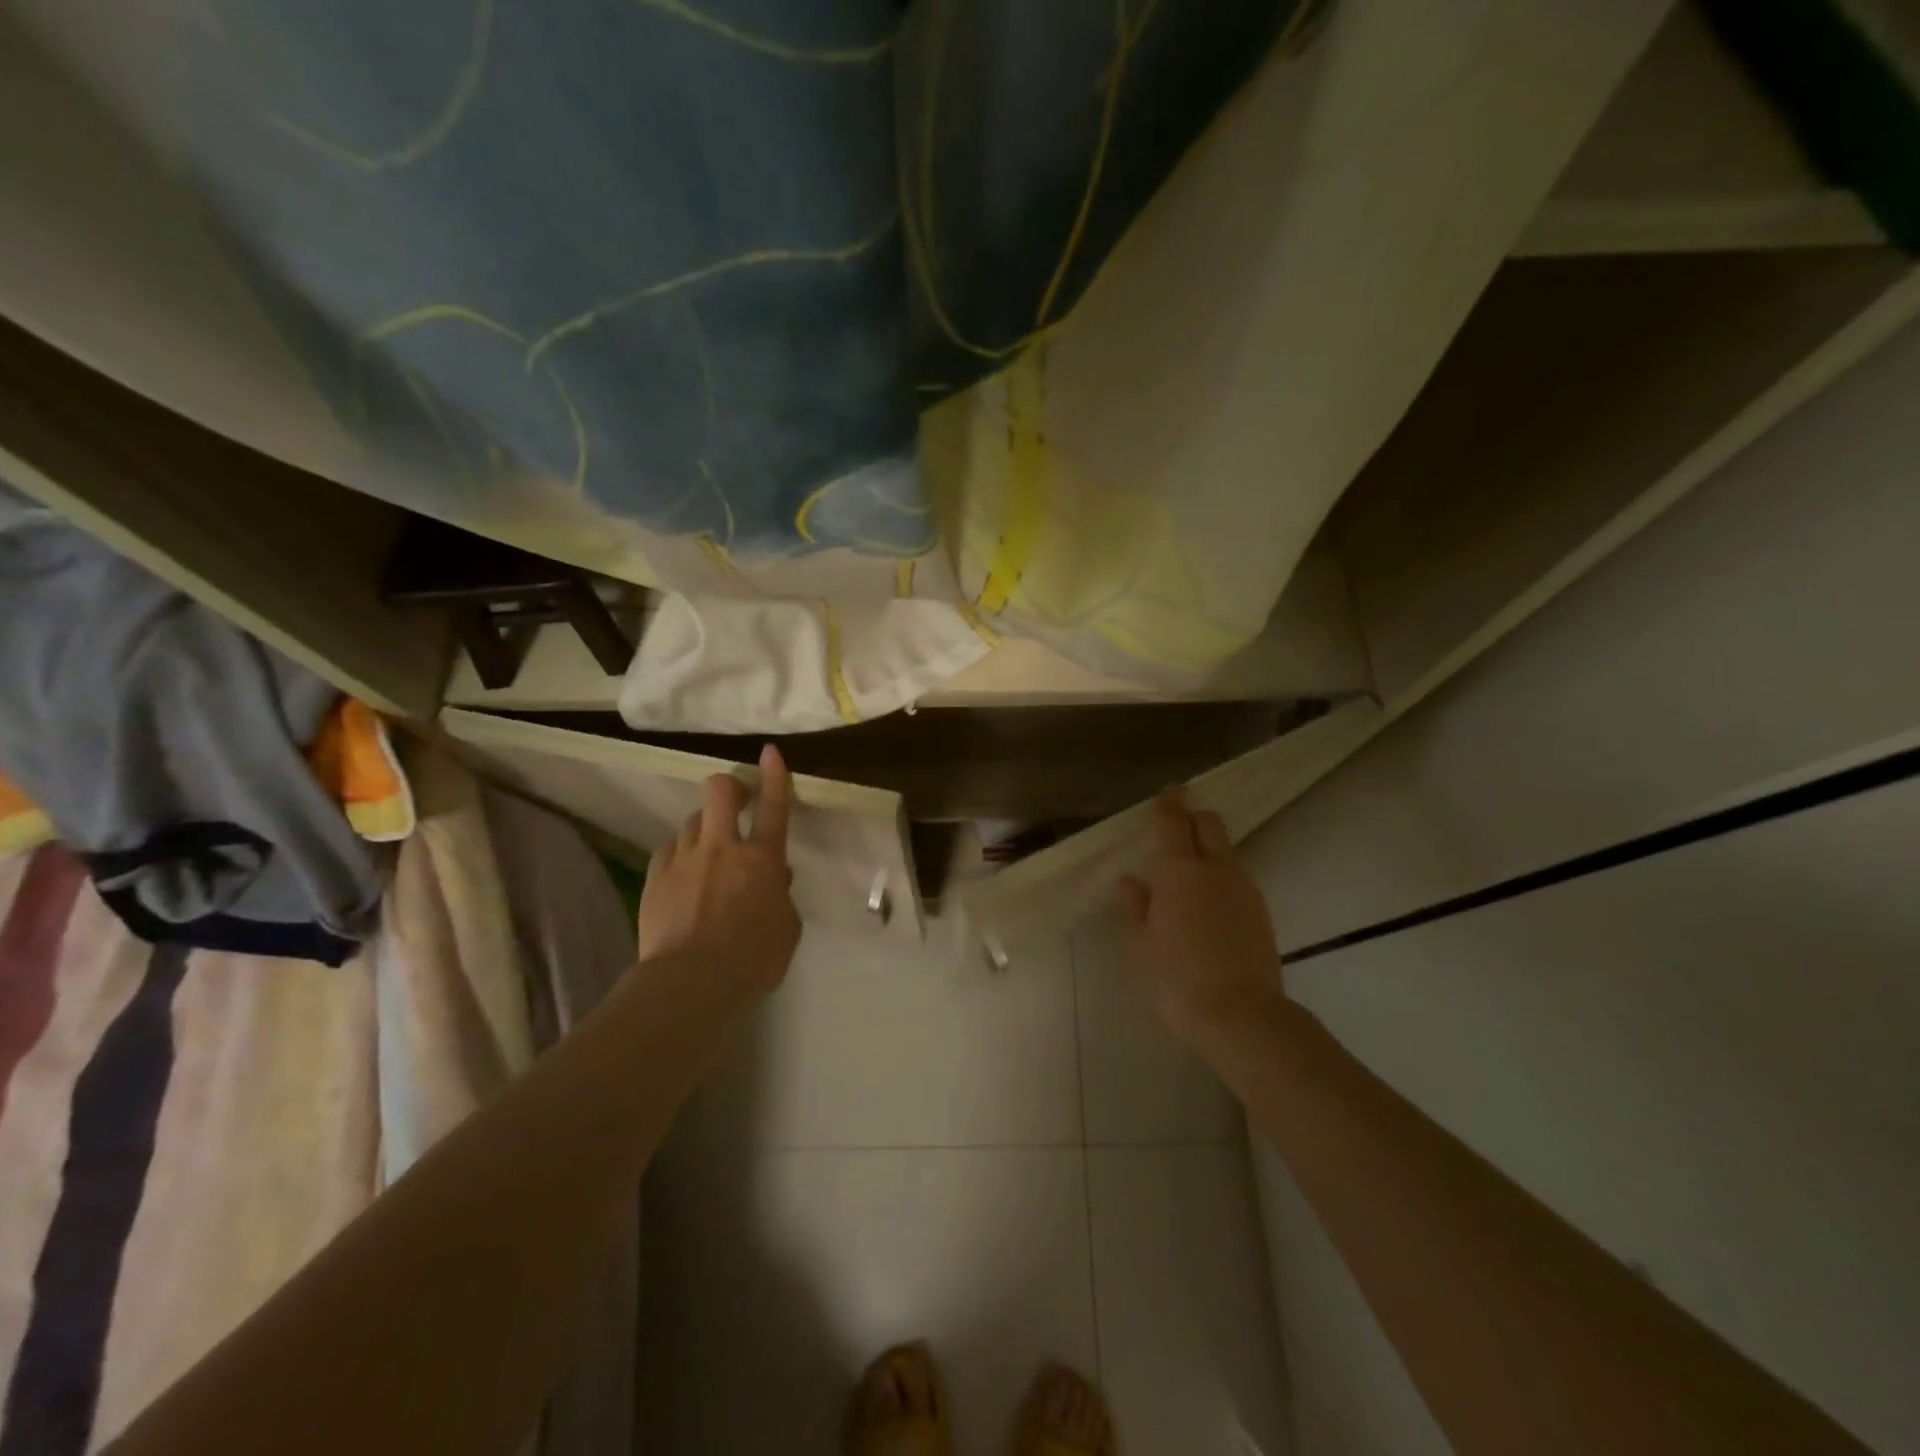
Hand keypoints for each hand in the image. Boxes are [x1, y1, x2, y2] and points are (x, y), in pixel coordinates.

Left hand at [636, 743, 801, 1002]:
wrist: (690, 983)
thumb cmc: (753, 959)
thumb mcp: (786, 928)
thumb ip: (781, 896)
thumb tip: (775, 877)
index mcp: (762, 859)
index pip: (772, 806)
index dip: (773, 776)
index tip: (770, 752)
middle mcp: (722, 848)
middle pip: (719, 793)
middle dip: (728, 787)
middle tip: (735, 800)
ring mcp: (684, 860)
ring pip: (691, 820)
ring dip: (704, 828)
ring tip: (707, 851)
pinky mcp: (655, 878)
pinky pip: (669, 850)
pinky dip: (679, 854)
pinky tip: (682, 873)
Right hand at [1118, 789, 1286, 1047]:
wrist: (1241, 1015)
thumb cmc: (1176, 978)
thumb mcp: (1142, 944)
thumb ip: (1136, 906)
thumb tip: (1130, 881)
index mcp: (1179, 871)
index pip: (1173, 822)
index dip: (1168, 804)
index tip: (1167, 793)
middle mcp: (1215, 869)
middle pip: (1209, 824)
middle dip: (1193, 818)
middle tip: (1177, 826)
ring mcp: (1244, 888)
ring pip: (1226, 851)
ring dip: (1209, 849)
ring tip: (1189, 873)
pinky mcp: (1261, 911)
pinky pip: (1237, 878)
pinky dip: (1221, 877)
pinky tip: (1209, 904)